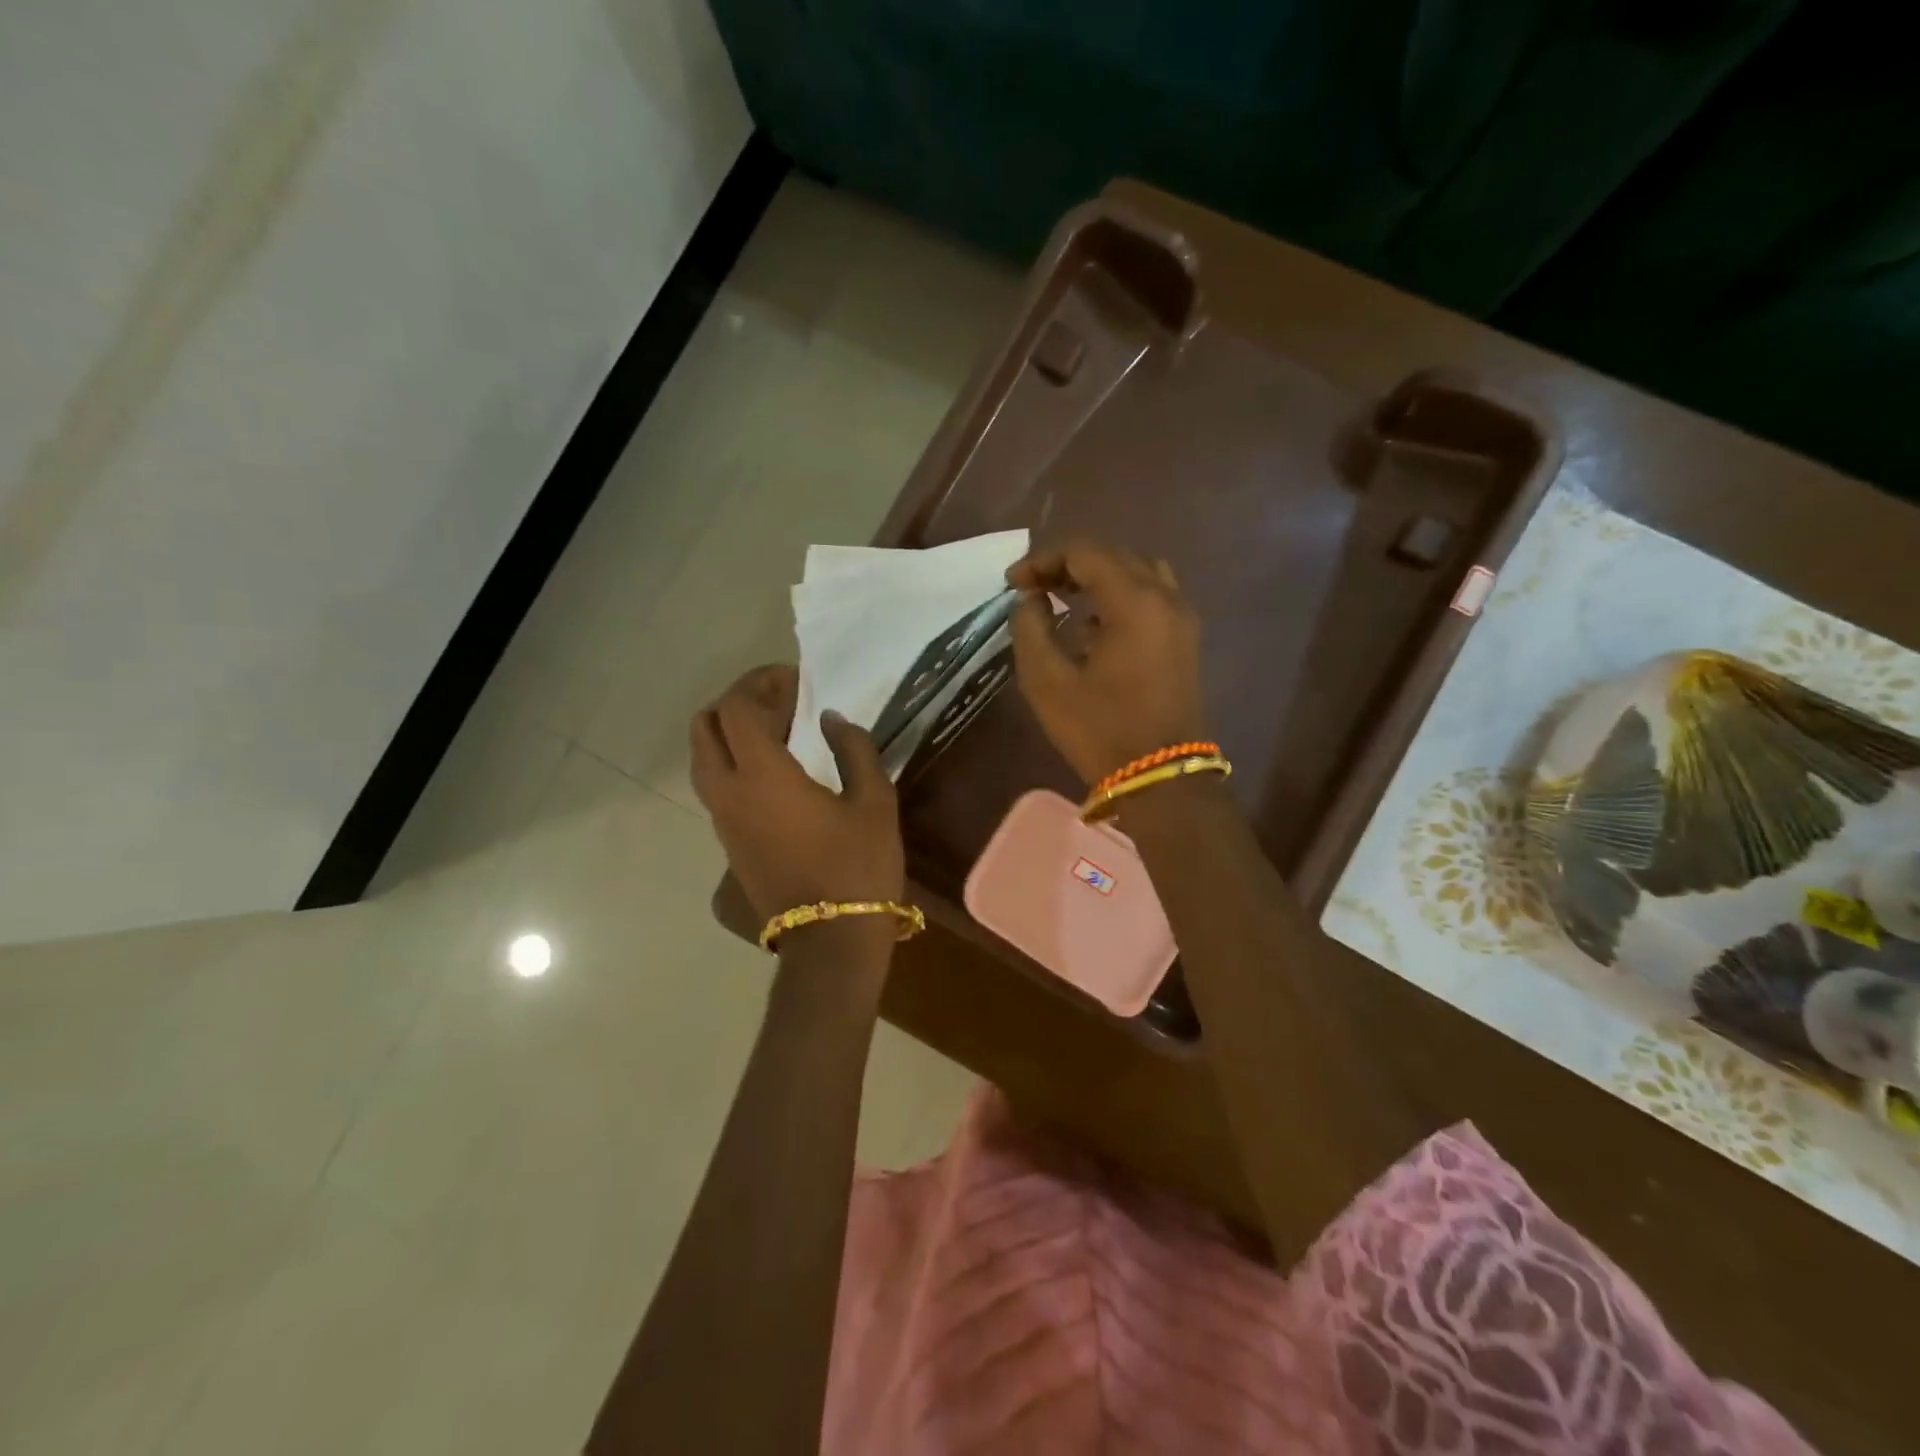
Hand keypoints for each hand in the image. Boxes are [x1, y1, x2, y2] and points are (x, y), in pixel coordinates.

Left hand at [689, 666, 904, 923]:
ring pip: (703, 756)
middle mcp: (729, 792)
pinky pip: (715, 783)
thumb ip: (854, 749)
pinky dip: (734, 759)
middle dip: (737, 701)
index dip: (762, 683)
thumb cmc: (859, 867)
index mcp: (762, 776)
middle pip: (705, 726)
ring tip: (779, 731)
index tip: (796, 681)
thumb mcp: (874, 802)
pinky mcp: (727, 841)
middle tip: (780, 700)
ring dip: (732, 732)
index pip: (738, 708)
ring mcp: (722, 819)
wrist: (831, 940)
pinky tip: (776, 767)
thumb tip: (832, 720)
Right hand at [1008, 540, 1208, 783]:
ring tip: (1062, 599)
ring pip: (1137, 572)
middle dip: (1068, 565)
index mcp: (1134, 601)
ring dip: (1097, 577)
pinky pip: (1151, 596)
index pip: (1084, 553)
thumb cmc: (1100, 729)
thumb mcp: (1047, 681)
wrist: (1160, 777)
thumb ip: (1030, 629)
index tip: (1013, 584)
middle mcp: (1165, 597)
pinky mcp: (1185, 639)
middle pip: (1113, 556)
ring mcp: (1181, 617)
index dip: (1042, 560)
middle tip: (1032, 588)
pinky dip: (1119, 596)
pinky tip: (1092, 625)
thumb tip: (1031, 600)